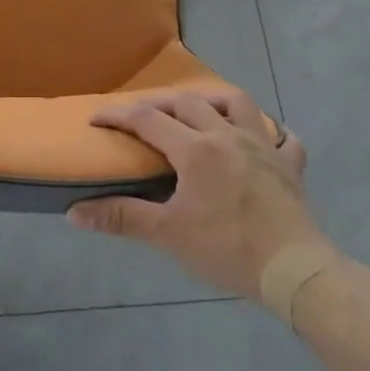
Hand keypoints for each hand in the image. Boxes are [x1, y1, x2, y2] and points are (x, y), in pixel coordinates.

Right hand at [69, 89, 326, 300]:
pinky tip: (262, 139)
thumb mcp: (168, 234)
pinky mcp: (289, 165)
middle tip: (139, 116)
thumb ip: (122, 218)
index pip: (146, 119)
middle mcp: (227, 135)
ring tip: (199, 110)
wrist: (295, 270)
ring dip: (212, 100)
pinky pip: (284, 137)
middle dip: (158, 103)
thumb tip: (74, 213)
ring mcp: (263, 146)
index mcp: (195, 149)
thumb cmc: (227, 248)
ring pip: (237, 103)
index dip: (117, 116)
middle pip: (186, 102)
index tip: (95, 119)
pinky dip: (271, 132)